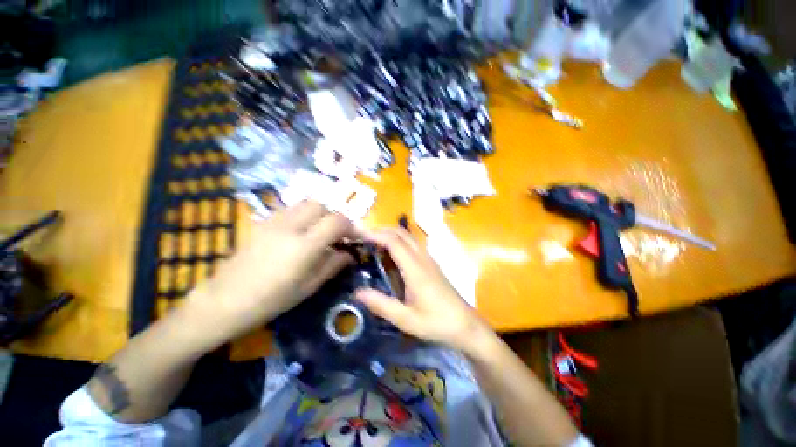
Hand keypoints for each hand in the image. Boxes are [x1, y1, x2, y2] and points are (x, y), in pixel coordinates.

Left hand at [186, 201, 355, 346]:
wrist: (224, 300)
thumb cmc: (271, 300)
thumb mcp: (309, 287)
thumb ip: (333, 265)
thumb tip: (349, 254)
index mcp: (305, 246)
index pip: (337, 221)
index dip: (351, 227)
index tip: (355, 237)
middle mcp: (290, 227)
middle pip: (321, 205)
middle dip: (334, 216)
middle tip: (336, 234)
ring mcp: (274, 221)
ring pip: (305, 204)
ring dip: (319, 214)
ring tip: (319, 232)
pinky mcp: (263, 222)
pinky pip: (290, 209)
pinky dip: (303, 215)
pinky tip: (300, 232)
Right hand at [355, 228, 492, 354]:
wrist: (465, 325)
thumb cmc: (436, 322)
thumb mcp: (406, 319)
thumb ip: (381, 305)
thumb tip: (357, 292)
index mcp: (415, 269)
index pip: (394, 242)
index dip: (377, 235)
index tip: (360, 235)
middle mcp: (423, 258)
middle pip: (402, 233)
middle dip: (382, 230)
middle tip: (364, 236)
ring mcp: (429, 259)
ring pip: (409, 236)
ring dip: (391, 233)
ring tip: (374, 241)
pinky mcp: (432, 264)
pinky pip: (413, 244)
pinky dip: (399, 240)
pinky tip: (392, 252)